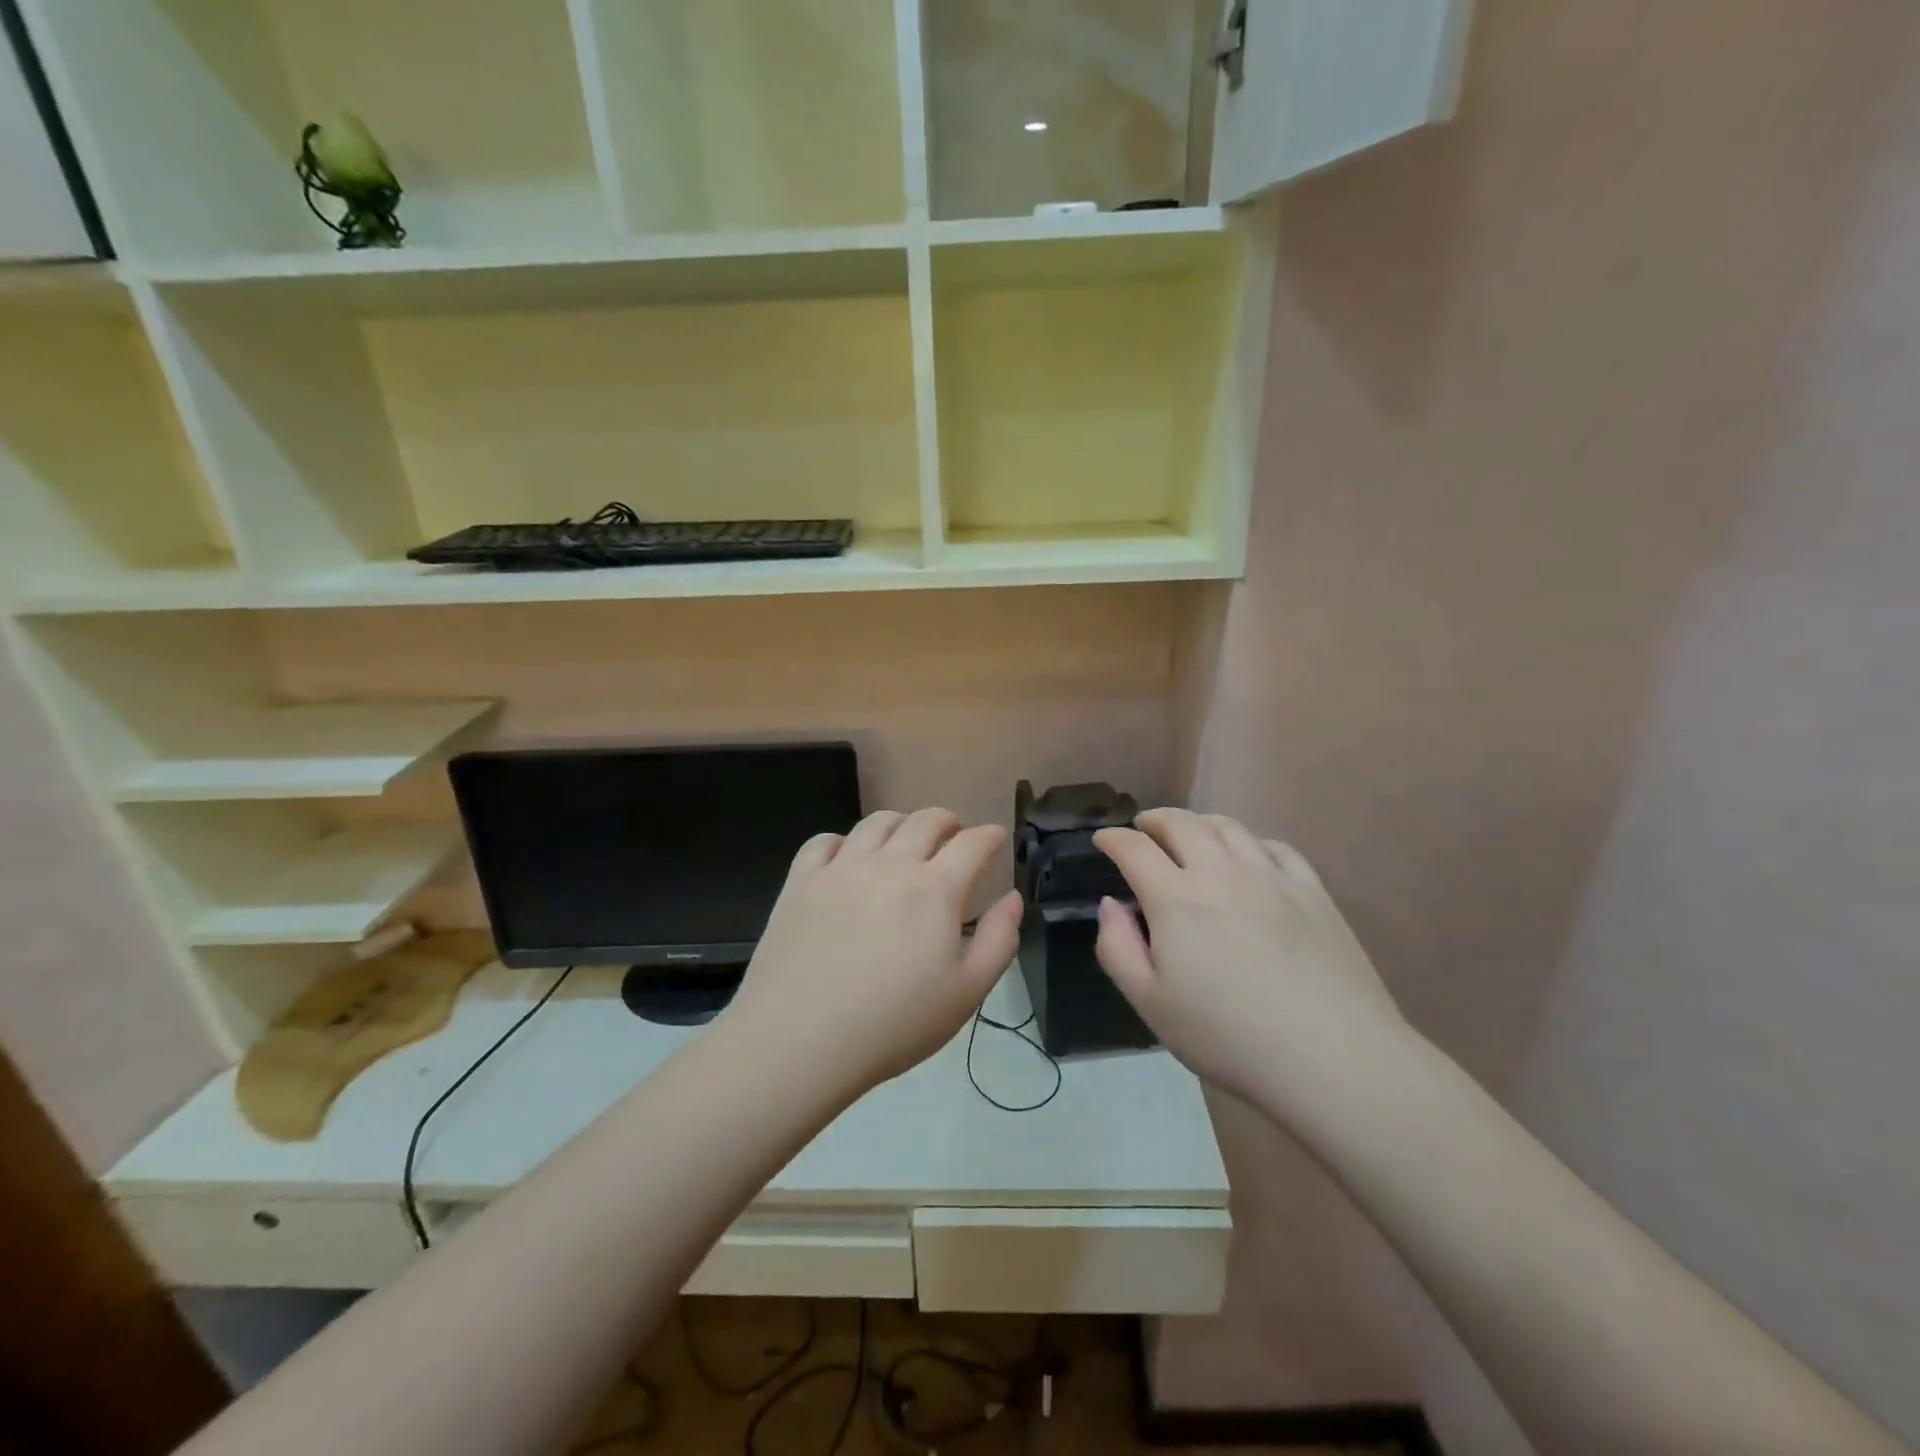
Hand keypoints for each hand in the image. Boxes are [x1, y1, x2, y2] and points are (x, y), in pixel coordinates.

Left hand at [722, 809, 1023, 1098]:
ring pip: (877, 822)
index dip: (991, 836)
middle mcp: (890, 864)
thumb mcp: (966, 993)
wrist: (798, 1041)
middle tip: (954, 840)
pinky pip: (824, 841)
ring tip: (905, 842)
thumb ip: (999, 940)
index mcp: (935, 889)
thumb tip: (1012, 898)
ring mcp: (841, 868)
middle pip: (926, 820)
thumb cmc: (893, 1024)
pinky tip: (847, 860)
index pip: (973, 843)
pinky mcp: (801, 881)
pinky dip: (844, 841)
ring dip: (901, 824)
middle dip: (949, 823)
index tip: (996, 841)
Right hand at [1092, 809, 1406, 1108]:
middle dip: (1154, 820)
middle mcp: (1220, 872)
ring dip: (1199, 822)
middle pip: (1181, 823)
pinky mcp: (1312, 890)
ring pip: (1228, 827)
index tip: (1102, 840)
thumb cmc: (1228, 1036)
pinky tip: (1247, 856)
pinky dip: (1248, 841)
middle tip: (1143, 828)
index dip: (1112, 839)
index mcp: (1175, 899)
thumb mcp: (1149, 1004)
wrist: (1331, 1056)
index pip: (1134, 849)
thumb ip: (1117, 947)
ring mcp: (1271, 877)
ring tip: (1190, 834)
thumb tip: (1111, 903)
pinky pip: (1274, 846)